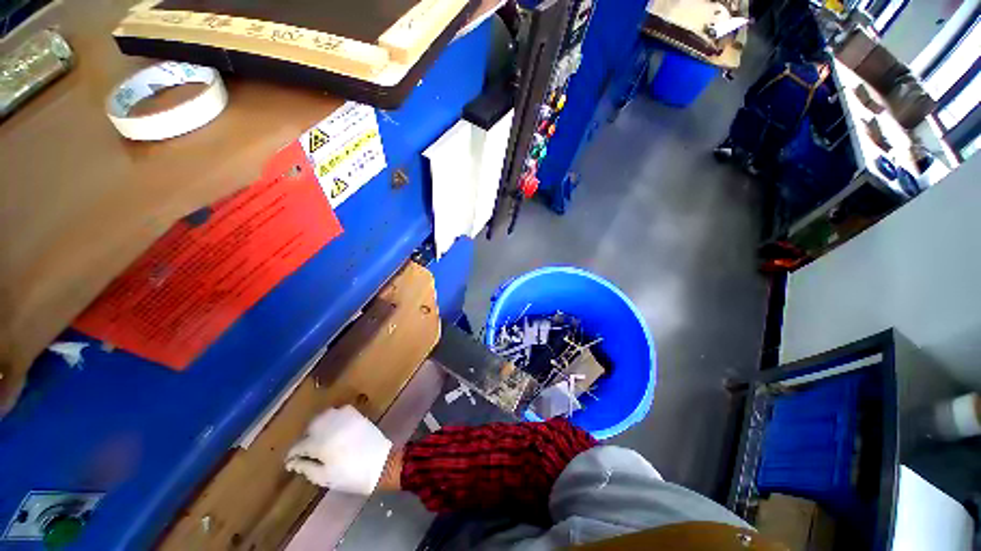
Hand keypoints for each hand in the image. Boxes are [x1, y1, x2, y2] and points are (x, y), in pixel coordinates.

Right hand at [285, 405, 392, 494]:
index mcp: (321, 443)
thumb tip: (293, 462)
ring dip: (318, 426)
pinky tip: (334, 429)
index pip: (299, 445)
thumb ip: (306, 468)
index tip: (291, 463)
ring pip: (324, 416)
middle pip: (311, 427)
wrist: (381, 463)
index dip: (292, 455)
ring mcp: (346, 418)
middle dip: (305, 438)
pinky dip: (333, 418)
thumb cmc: (351, 475)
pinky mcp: (357, 415)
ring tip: (319, 439)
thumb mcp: (324, 478)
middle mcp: (331, 426)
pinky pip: (340, 411)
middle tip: (306, 452)